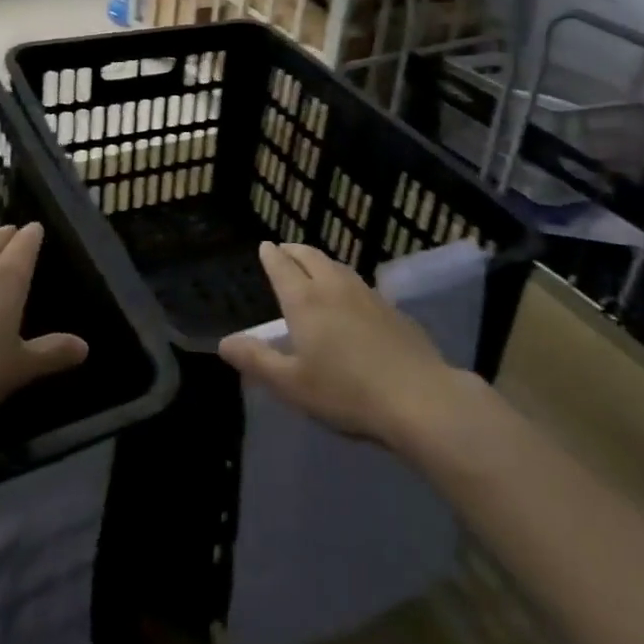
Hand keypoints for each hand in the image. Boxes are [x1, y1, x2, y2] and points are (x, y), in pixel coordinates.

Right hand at [218, 241, 460, 447]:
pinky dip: (343, 278)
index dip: (271, 255)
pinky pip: (358, 282)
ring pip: (337, 266)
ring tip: (313, 265)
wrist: (418, 397)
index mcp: (305, 301)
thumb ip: (257, 360)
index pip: (282, 267)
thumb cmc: (346, 393)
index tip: (265, 246)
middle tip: (285, 249)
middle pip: (310, 257)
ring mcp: (366, 294)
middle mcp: (333, 287)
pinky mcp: (391, 308)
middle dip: (294, 250)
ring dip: (320, 261)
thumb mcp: (292, 384)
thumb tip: (224, 341)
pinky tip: (349, 295)